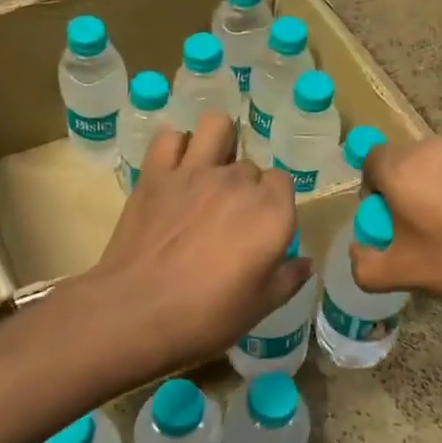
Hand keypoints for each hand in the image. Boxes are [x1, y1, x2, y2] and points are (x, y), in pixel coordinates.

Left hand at [92, 111, 309, 370]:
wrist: (137, 311)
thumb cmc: (207, 316)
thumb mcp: (260, 306)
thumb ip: (288, 278)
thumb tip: (304, 262)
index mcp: (271, 211)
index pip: (283, 183)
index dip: (274, 204)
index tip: (261, 230)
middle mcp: (237, 181)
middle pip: (250, 166)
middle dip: (244, 186)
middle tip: (227, 220)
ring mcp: (194, 171)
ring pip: (216, 127)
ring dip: (218, 141)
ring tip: (210, 168)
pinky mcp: (155, 173)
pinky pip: (169, 138)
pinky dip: (174, 147)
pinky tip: (174, 167)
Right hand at [352, 133, 441, 305]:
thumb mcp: (407, 275)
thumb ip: (366, 266)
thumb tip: (359, 250)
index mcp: (402, 168)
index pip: (369, 163)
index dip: (373, 192)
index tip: (391, 224)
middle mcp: (432, 144)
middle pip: (405, 163)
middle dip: (407, 193)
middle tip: (426, 233)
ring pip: (439, 163)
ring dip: (439, 188)